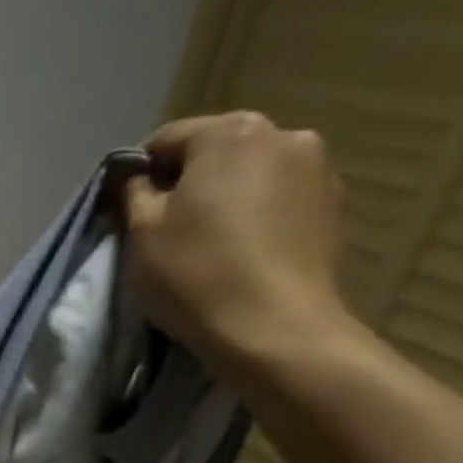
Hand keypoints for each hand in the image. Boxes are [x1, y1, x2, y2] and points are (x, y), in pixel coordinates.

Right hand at [123, 111, 356, 379]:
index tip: (127, 209)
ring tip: (210, 244)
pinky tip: (243, 255)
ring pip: (252, 175)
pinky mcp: (335, 208)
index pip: (167, 139)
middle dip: (188, 183)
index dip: (139, 173)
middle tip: (167, 229)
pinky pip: (280, 202)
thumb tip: (136, 178)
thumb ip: (134, 193)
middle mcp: (283, 133)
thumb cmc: (196, 275)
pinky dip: (258, 218)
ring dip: (227, 199)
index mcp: (229, 132)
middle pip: (216, 152)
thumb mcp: (142, 234)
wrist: (275, 331)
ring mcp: (318, 169)